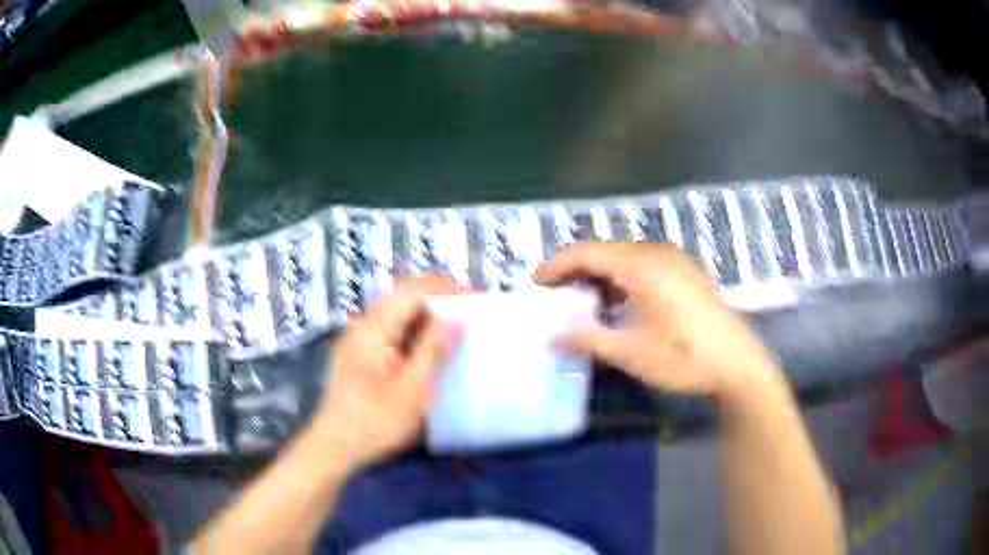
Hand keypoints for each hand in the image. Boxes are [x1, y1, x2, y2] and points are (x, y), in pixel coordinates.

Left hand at [309, 276, 463, 468]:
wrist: (335, 448)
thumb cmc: (375, 422)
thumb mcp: (413, 389)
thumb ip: (434, 349)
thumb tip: (459, 316)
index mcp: (373, 328)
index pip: (411, 291)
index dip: (445, 289)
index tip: (475, 299)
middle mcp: (363, 327)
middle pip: (403, 298)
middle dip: (439, 300)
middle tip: (471, 313)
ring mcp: (360, 342)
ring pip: (398, 316)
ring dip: (428, 318)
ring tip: (458, 330)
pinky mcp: (361, 357)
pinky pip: (392, 334)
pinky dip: (415, 335)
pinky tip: (432, 351)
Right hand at [536, 243, 779, 397]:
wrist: (737, 365)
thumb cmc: (683, 357)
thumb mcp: (630, 352)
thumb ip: (587, 340)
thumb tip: (552, 339)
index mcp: (642, 265)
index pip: (588, 253)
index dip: (558, 265)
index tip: (536, 283)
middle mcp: (657, 254)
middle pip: (606, 252)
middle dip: (576, 271)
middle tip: (554, 295)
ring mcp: (675, 262)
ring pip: (625, 260)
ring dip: (599, 277)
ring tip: (580, 302)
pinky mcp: (685, 275)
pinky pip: (643, 267)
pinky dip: (621, 281)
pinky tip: (616, 304)